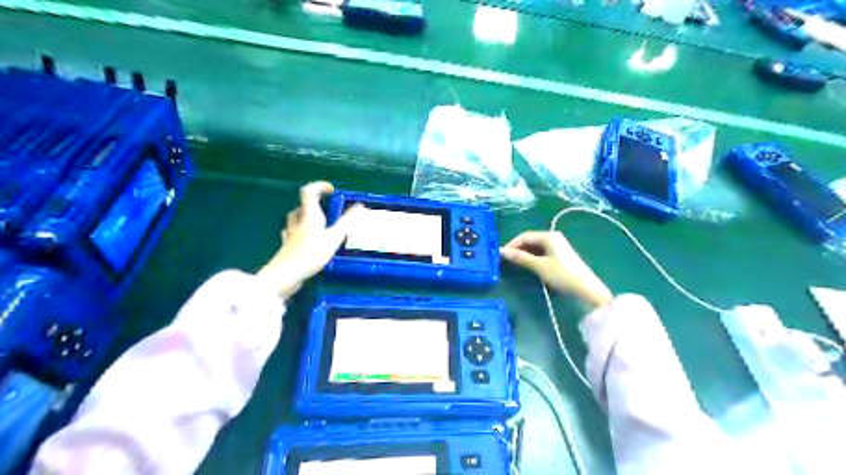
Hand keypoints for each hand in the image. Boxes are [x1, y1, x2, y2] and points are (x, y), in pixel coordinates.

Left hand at [257, 183, 362, 295]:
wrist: (286, 275)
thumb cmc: (311, 254)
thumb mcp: (334, 238)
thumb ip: (347, 222)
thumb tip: (359, 206)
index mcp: (309, 215)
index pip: (309, 191)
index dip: (320, 186)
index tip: (332, 191)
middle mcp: (297, 221)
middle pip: (302, 206)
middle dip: (315, 205)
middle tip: (328, 212)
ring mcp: (289, 234)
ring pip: (295, 219)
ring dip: (306, 218)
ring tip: (319, 226)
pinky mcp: (286, 246)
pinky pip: (292, 233)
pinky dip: (300, 232)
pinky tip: (305, 240)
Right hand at [500, 231, 614, 311]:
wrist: (586, 288)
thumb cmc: (562, 275)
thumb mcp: (539, 266)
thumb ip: (521, 258)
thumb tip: (503, 251)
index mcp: (549, 236)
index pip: (525, 236)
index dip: (512, 244)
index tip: (502, 254)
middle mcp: (553, 237)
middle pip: (530, 240)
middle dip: (518, 248)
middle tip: (507, 260)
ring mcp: (558, 246)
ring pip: (536, 246)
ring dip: (525, 253)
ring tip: (515, 263)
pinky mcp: (560, 255)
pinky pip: (542, 252)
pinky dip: (533, 257)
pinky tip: (528, 264)